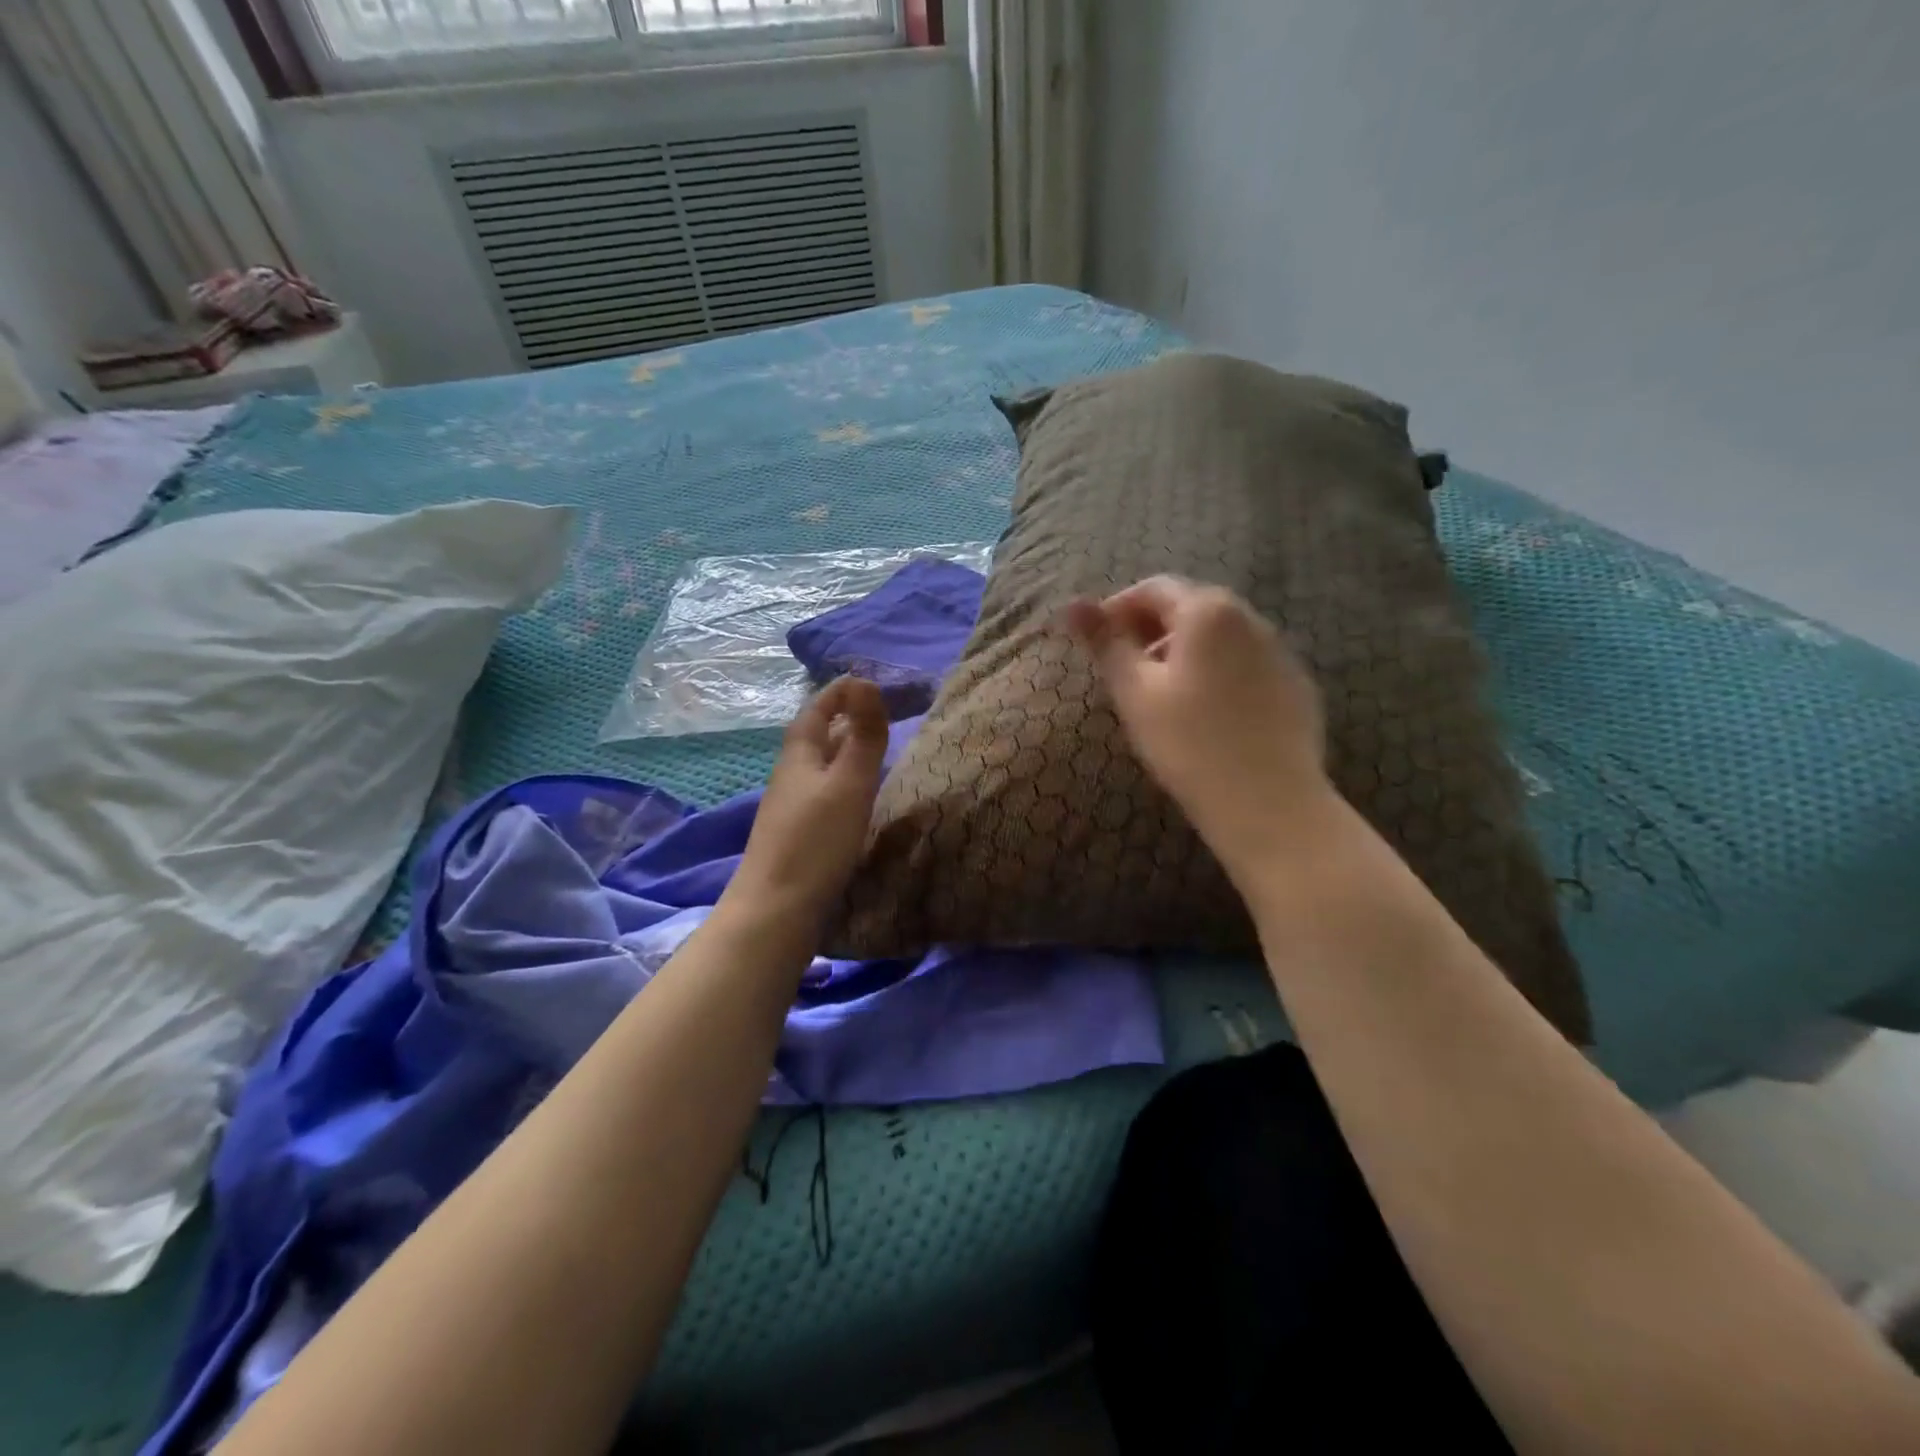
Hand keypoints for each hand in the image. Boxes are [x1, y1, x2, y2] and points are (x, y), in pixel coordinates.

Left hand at [731, 676, 888, 917]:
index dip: (839, 692)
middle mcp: (790, 776)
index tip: (868, 682)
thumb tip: (866, 681)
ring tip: (876, 752)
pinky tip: (858, 799)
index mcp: (799, 756)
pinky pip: (823, 794)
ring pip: (820, 767)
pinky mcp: (797, 836)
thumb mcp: (849, 782)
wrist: (776, 910)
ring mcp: (790, 809)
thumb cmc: (816, 840)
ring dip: (844, 752)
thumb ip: (863, 734)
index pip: (815, 710)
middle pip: (815, 737)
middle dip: (844, 719)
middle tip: (880, 715)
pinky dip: (843, 782)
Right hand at [1065, 577, 1332, 877]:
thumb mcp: (1134, 692)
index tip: (1098, 643)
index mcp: (1208, 612)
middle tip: (1125, 669)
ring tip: (1162, 693)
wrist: (1268, 804)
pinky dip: (1218, 672)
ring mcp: (1280, 653)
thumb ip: (1105, 642)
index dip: (1118, 609)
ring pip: (1221, 637)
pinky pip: (1247, 664)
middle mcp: (1251, 619)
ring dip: (1184, 651)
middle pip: (1191, 607)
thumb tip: (1072, 603)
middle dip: (1151, 629)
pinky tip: (1207, 714)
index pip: (1154, 589)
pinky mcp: (1296, 686)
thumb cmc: (1189, 743)